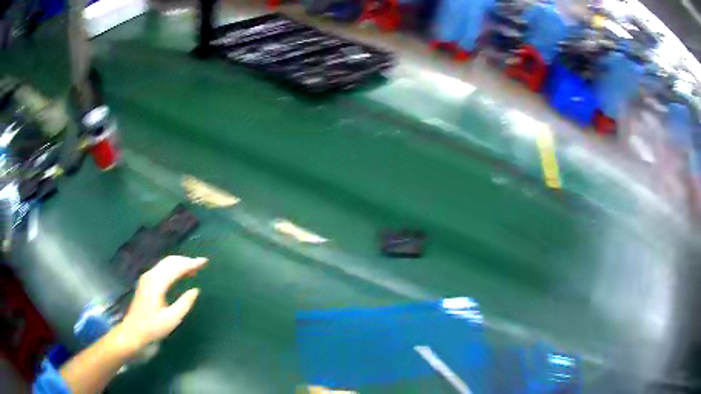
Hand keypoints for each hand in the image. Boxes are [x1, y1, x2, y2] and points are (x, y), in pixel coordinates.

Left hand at [116, 255, 207, 354]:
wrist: (133, 331)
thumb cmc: (153, 327)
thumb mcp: (172, 319)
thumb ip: (184, 303)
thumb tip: (195, 290)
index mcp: (157, 283)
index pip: (176, 268)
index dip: (191, 263)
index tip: (204, 261)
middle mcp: (151, 276)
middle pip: (170, 261)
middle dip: (186, 260)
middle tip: (201, 264)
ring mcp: (147, 278)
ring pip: (165, 264)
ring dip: (180, 264)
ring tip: (193, 270)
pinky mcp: (146, 282)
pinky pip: (161, 269)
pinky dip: (173, 268)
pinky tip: (180, 275)